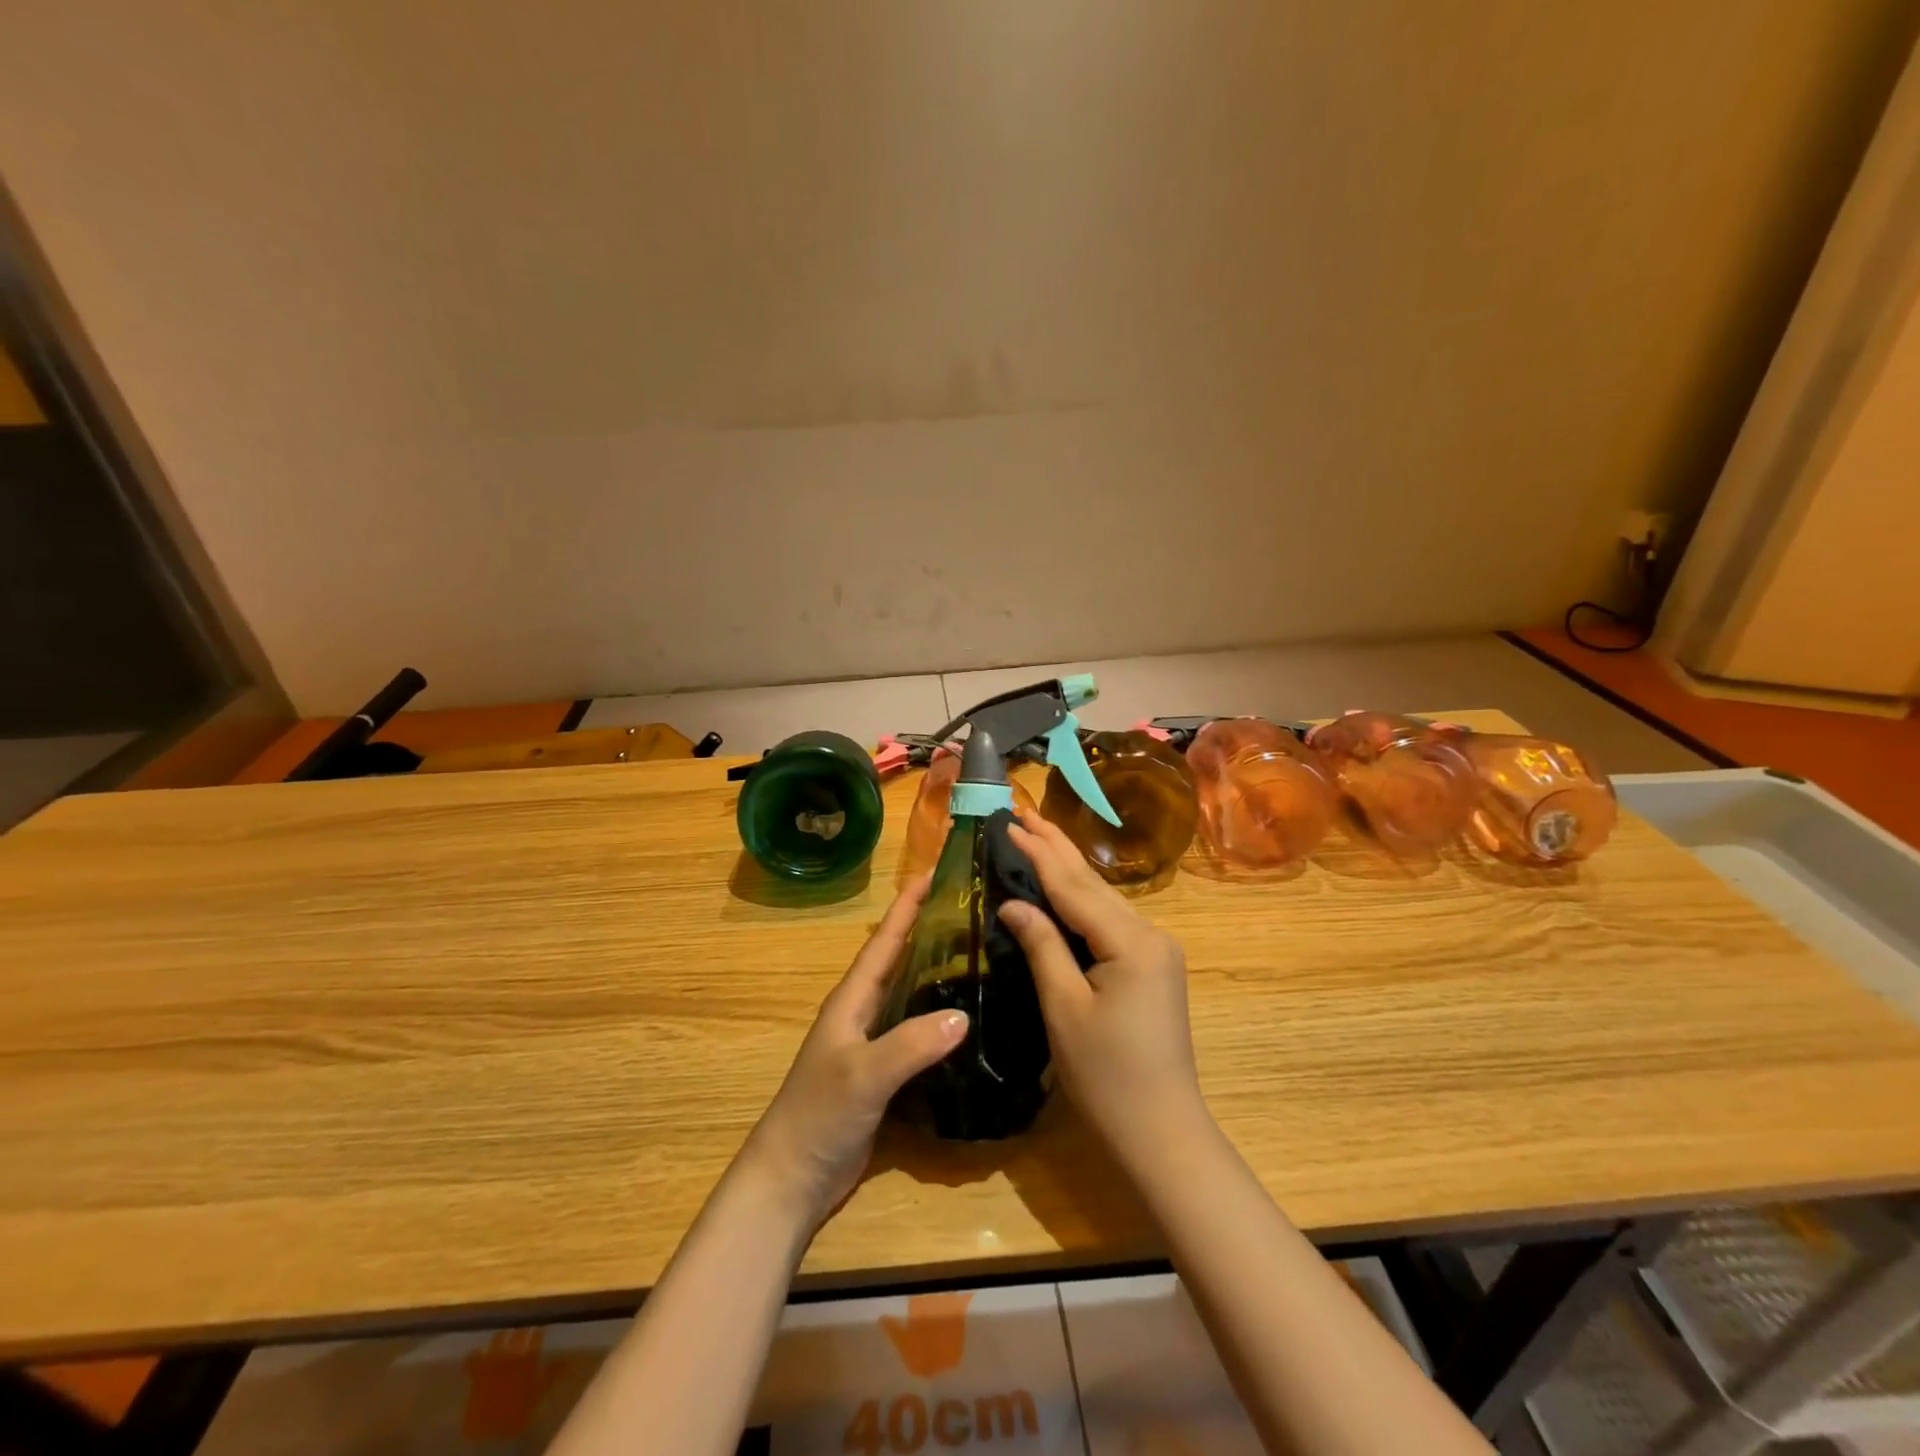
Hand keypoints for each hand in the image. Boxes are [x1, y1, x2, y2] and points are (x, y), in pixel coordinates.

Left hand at [739, 877, 967, 1227]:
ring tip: (977, 952)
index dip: (907, 906)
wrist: (792, 1178)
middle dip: (927, 929)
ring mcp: (872, 1044)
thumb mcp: (864, 1075)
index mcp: (852, 1000)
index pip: (884, 941)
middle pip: (899, 959)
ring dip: (936, 970)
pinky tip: (967, 1020)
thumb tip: (964, 1015)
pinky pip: (917, 1032)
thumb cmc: (819, 1115)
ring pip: (910, 994)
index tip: (935, 872)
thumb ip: (910, 1045)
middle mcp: (862, 1013)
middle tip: (969, 907)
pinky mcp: (884, 1073)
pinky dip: (939, 1017)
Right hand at [999, 813, 1206, 1166]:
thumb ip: (1042, 946)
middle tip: (1023, 812)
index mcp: (1130, 941)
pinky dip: (1082, 899)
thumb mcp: (1064, 1008)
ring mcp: (1157, 950)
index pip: (1073, 886)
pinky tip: (1065, 886)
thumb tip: (1013, 902)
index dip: (1038, 853)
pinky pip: (1111, 920)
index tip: (1008, 823)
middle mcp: (1151, 934)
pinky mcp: (1153, 966)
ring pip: (1104, 899)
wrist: (1163, 1133)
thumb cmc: (1107, 1077)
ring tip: (1038, 836)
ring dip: (1069, 868)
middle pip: (1093, 883)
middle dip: (1056, 846)